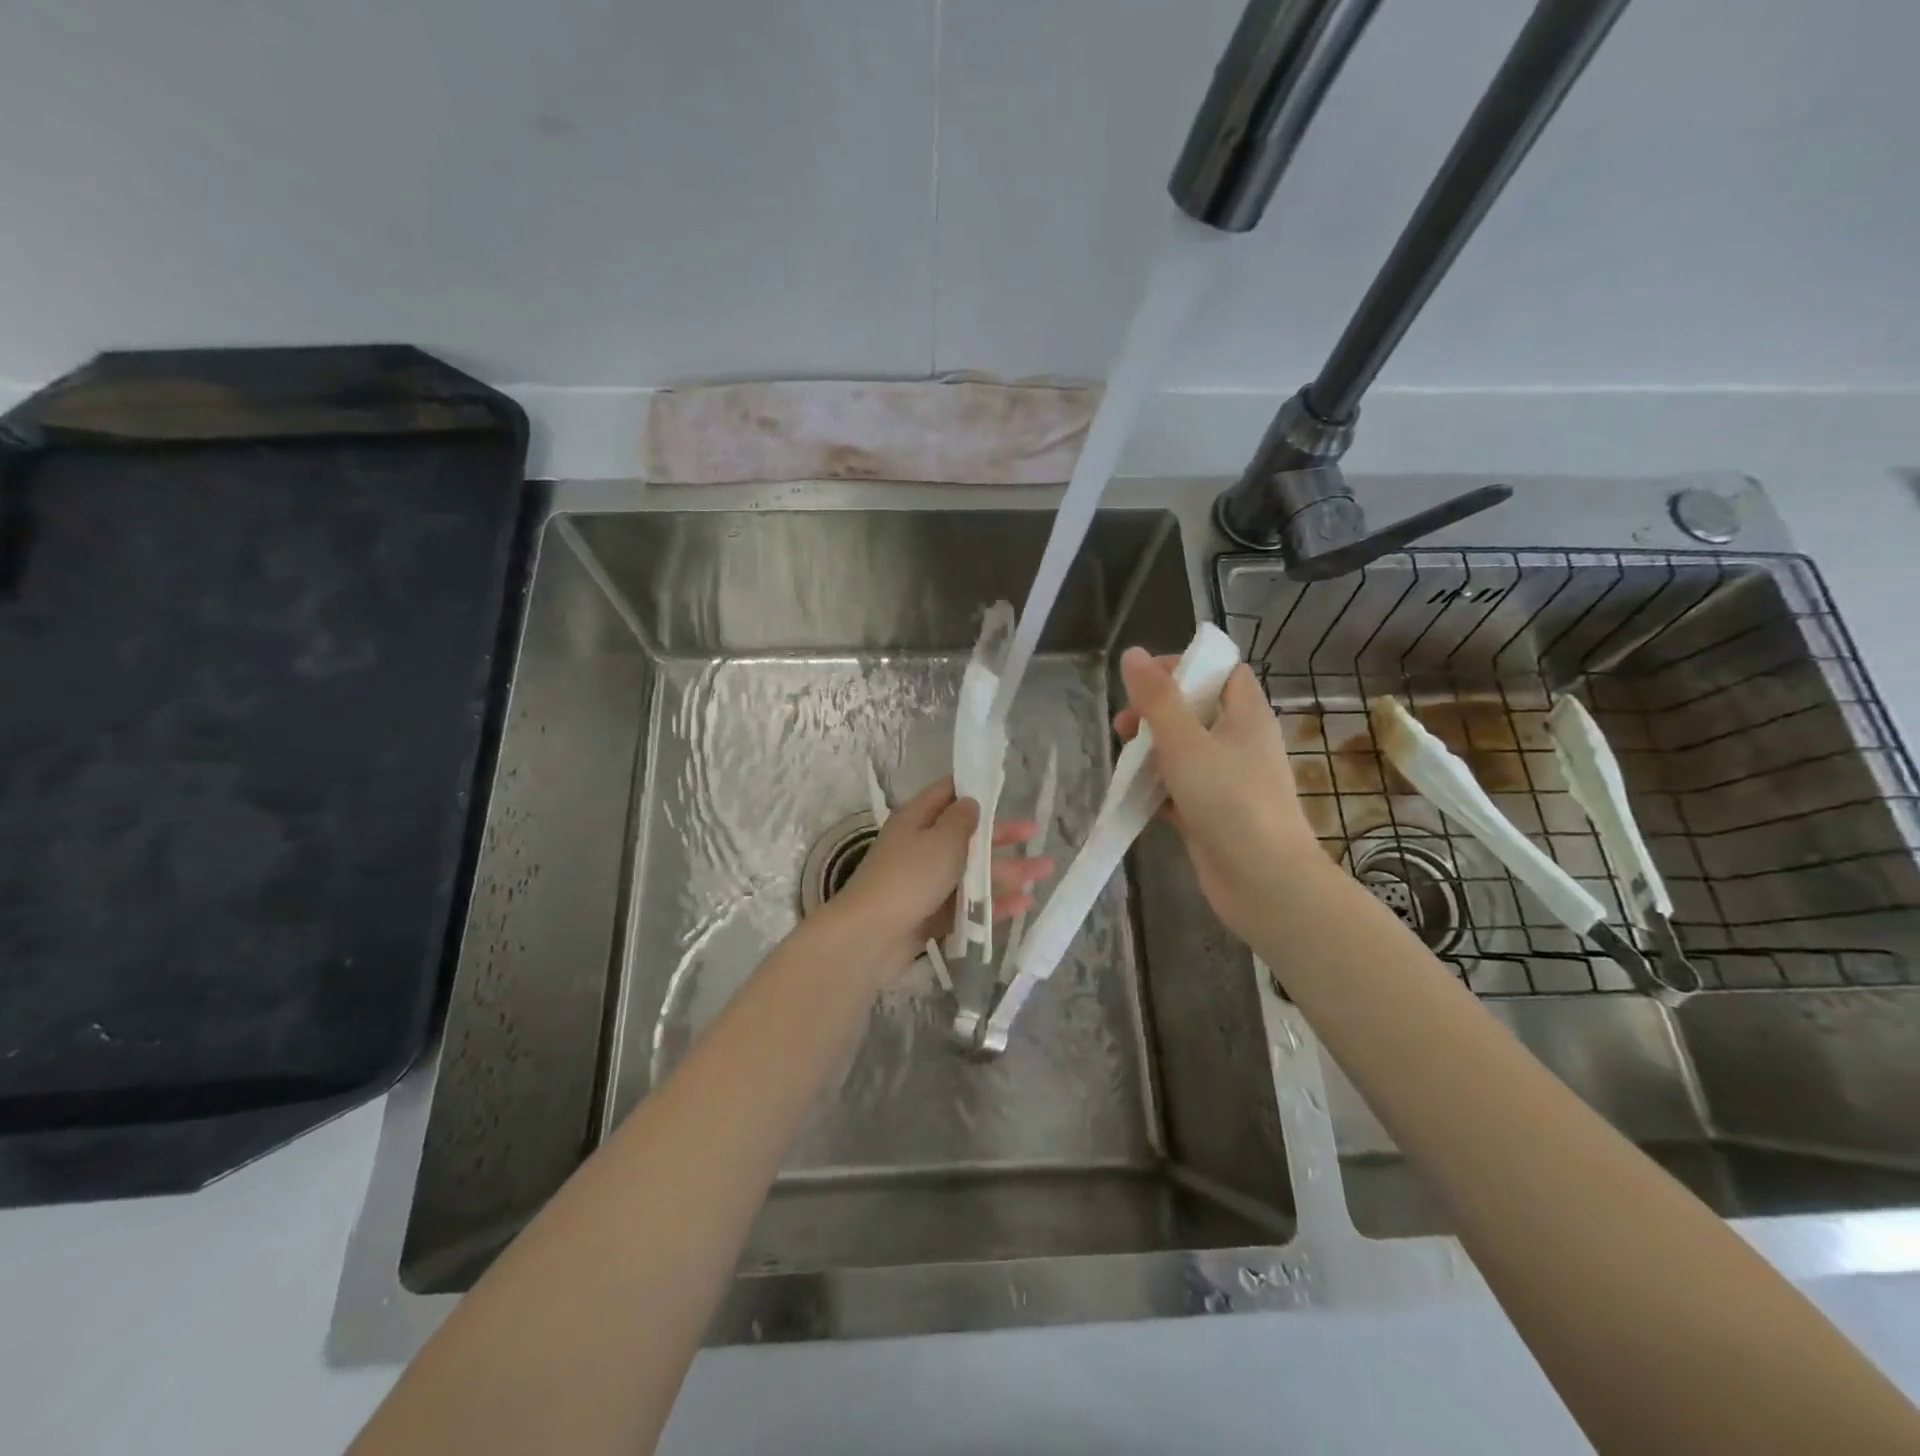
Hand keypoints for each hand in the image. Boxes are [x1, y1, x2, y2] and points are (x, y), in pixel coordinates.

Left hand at [835, 777, 1051, 966]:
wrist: (870, 937)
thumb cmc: (909, 877)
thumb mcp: (941, 840)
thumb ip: (962, 821)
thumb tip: (970, 802)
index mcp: (916, 820)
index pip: (946, 794)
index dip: (974, 789)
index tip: (1003, 789)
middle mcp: (920, 848)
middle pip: (966, 836)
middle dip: (1002, 836)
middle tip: (1035, 834)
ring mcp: (925, 884)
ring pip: (971, 873)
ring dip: (1006, 871)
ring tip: (1044, 872)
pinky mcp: (930, 917)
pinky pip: (966, 906)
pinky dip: (993, 904)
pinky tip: (1023, 905)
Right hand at [1114, 648, 1327, 941]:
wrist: (1264, 882)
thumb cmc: (1230, 801)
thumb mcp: (1186, 742)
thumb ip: (1158, 699)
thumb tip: (1133, 654)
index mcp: (1246, 715)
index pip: (1222, 671)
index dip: (1186, 666)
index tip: (1145, 678)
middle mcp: (1240, 743)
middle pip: (1197, 710)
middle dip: (1157, 712)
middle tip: (1125, 725)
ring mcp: (1228, 781)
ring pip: (1185, 751)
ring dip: (1153, 751)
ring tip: (1123, 760)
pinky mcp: (1213, 813)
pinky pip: (1181, 789)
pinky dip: (1158, 788)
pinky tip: (1132, 795)